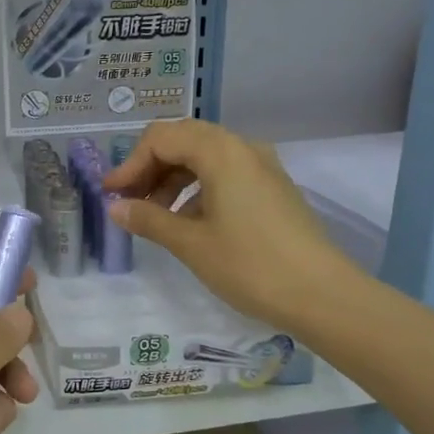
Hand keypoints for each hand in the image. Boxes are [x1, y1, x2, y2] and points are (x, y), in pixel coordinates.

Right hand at [104, 119, 350, 330]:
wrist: (322, 295)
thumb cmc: (250, 265)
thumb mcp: (191, 244)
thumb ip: (149, 220)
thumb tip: (116, 208)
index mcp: (221, 152)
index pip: (161, 138)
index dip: (130, 164)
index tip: (111, 195)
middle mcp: (242, 148)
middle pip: (183, 140)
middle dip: (150, 167)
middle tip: (128, 200)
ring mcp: (262, 167)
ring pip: (205, 157)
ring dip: (172, 179)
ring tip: (154, 215)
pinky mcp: (272, 189)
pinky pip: (225, 173)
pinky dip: (198, 188)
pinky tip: (187, 222)